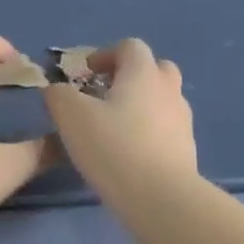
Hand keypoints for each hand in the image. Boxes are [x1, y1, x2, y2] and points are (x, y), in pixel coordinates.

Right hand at [45, 39, 196, 201]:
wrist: (160, 197)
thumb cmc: (113, 148)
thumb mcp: (71, 118)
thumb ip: (59, 96)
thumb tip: (56, 89)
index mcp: (143, 73)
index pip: (129, 47)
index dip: (105, 55)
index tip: (85, 74)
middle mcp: (168, 89)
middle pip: (154, 69)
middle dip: (130, 76)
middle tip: (105, 96)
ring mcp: (182, 120)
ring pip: (162, 100)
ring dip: (141, 105)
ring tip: (115, 128)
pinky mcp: (186, 149)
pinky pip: (166, 128)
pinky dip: (149, 132)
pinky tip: (130, 154)